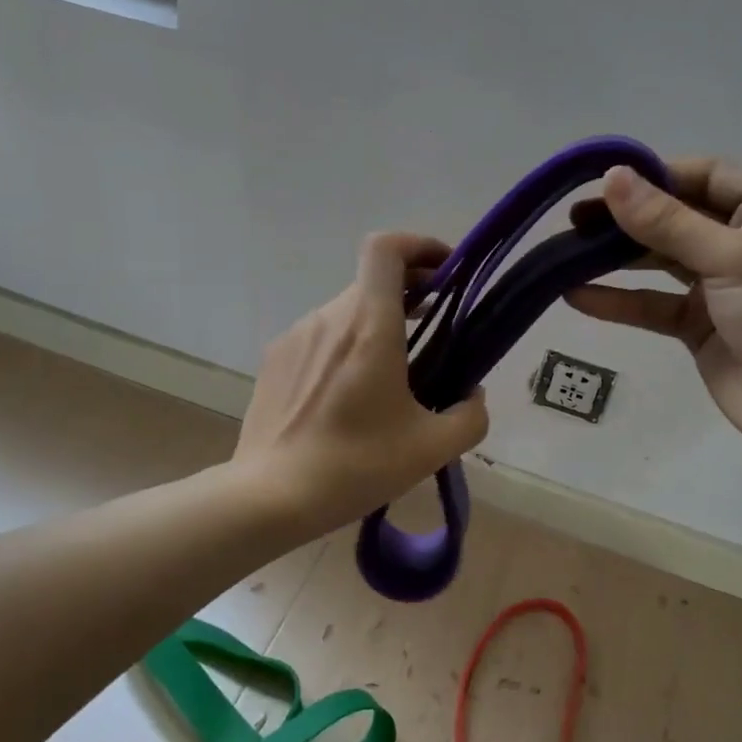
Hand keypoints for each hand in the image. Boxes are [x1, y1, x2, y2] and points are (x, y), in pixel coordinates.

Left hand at [236, 234, 488, 534]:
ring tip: (394, 376)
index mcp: (369, 326)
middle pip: (373, 281)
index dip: (419, 245)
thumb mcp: (431, 449)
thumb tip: (472, 395)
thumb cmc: (354, 465)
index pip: (386, 249)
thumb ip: (469, 416)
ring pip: (347, 313)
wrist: (269, 496)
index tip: (445, 273)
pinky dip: (345, 348)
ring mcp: (296, 336)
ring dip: (378, 326)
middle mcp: (329, 317)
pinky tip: (349, 397)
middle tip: (435, 330)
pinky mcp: (275, 360)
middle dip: (411, 294)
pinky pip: (320, 338)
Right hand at [565, 159, 741, 466]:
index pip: (703, 175)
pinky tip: (576, 296)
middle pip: (675, 217)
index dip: (654, 176)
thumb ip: (667, 221)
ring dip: (616, 258)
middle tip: (574, 220)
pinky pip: (654, 304)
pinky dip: (619, 301)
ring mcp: (720, 285)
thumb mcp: (731, 257)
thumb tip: (612, 177)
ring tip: (565, 252)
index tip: (602, 183)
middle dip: (626, 218)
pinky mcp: (700, 326)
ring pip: (660, 261)